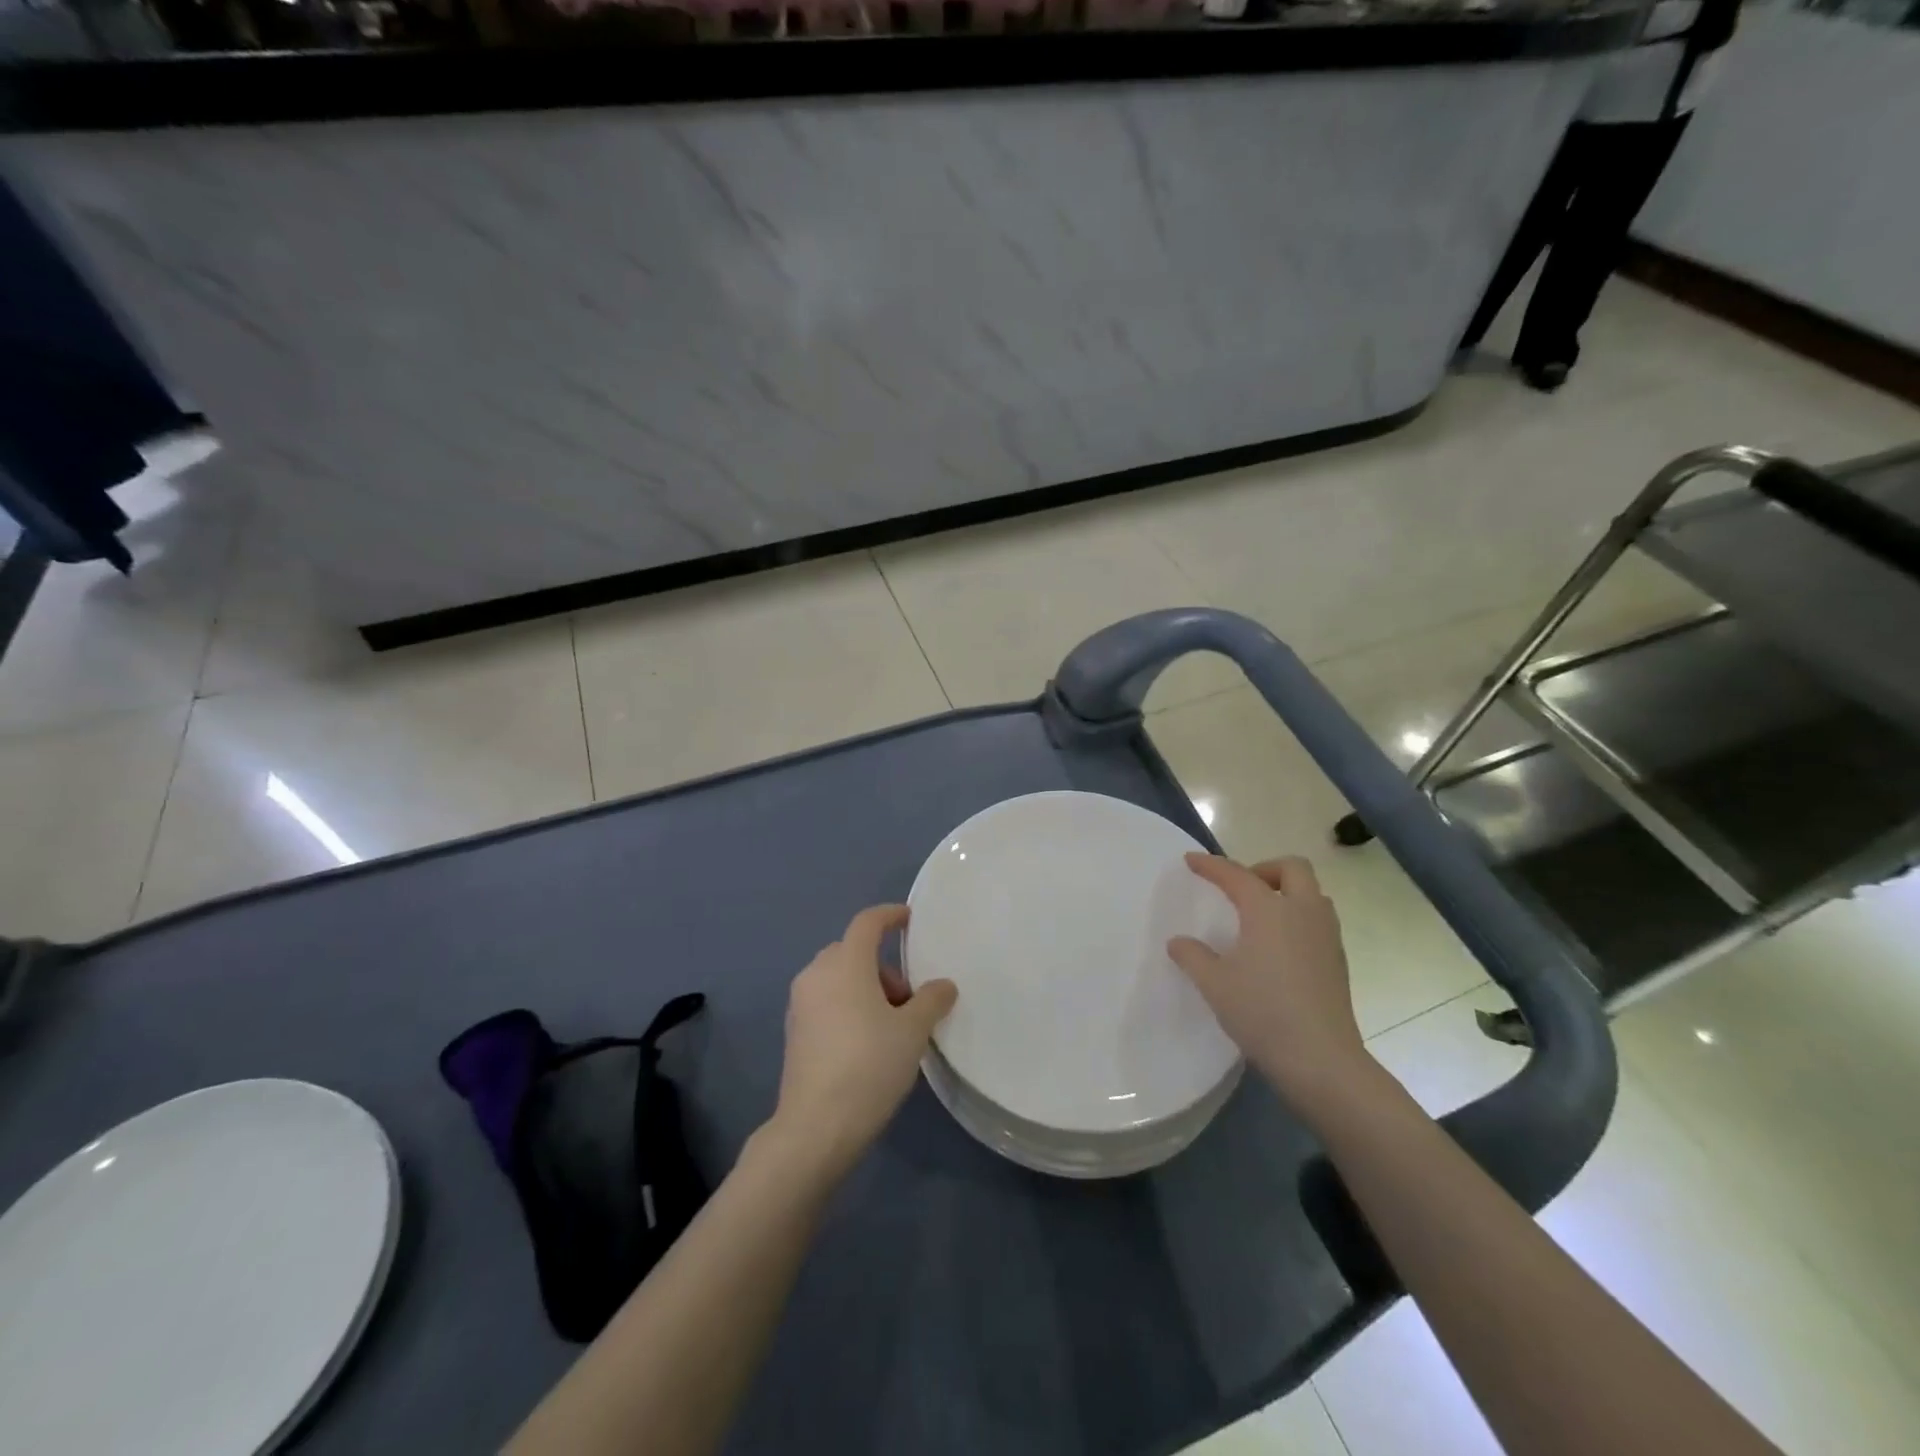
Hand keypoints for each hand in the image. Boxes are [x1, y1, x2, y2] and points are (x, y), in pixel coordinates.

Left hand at [768, 904, 957, 1179]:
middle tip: (907, 1000)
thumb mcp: (912, 1031)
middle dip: (882, 966)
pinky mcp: (793, 1032)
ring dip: (864, 988)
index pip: (867, 923)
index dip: (890, 915)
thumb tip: (943, 985)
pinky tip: (865, 1043)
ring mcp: (800, 1004)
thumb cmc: (869, 1065)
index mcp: (845, 963)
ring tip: (890, 1026)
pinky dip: (846, 1006)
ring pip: (837, 978)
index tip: (909, 919)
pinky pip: (825, 1001)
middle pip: (852, 951)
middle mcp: (817, 974)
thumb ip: (931, 1000)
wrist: (816, 1126)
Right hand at [1167, 853, 1369, 1112]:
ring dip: (1286, 892)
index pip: (1236, 875)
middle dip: (1264, 869)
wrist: (1322, 1060)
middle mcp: (1303, 912)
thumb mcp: (1214, 983)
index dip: (1211, 865)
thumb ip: (1192, 956)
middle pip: (1292, 868)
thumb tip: (1179, 942)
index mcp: (1269, 910)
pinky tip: (1278, 948)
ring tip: (1260, 917)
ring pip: (1312, 893)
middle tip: (1241, 890)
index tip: (1191, 860)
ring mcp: (1326, 936)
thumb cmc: (1262, 1012)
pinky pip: (1318, 920)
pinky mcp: (1338, 960)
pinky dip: (1298, 918)